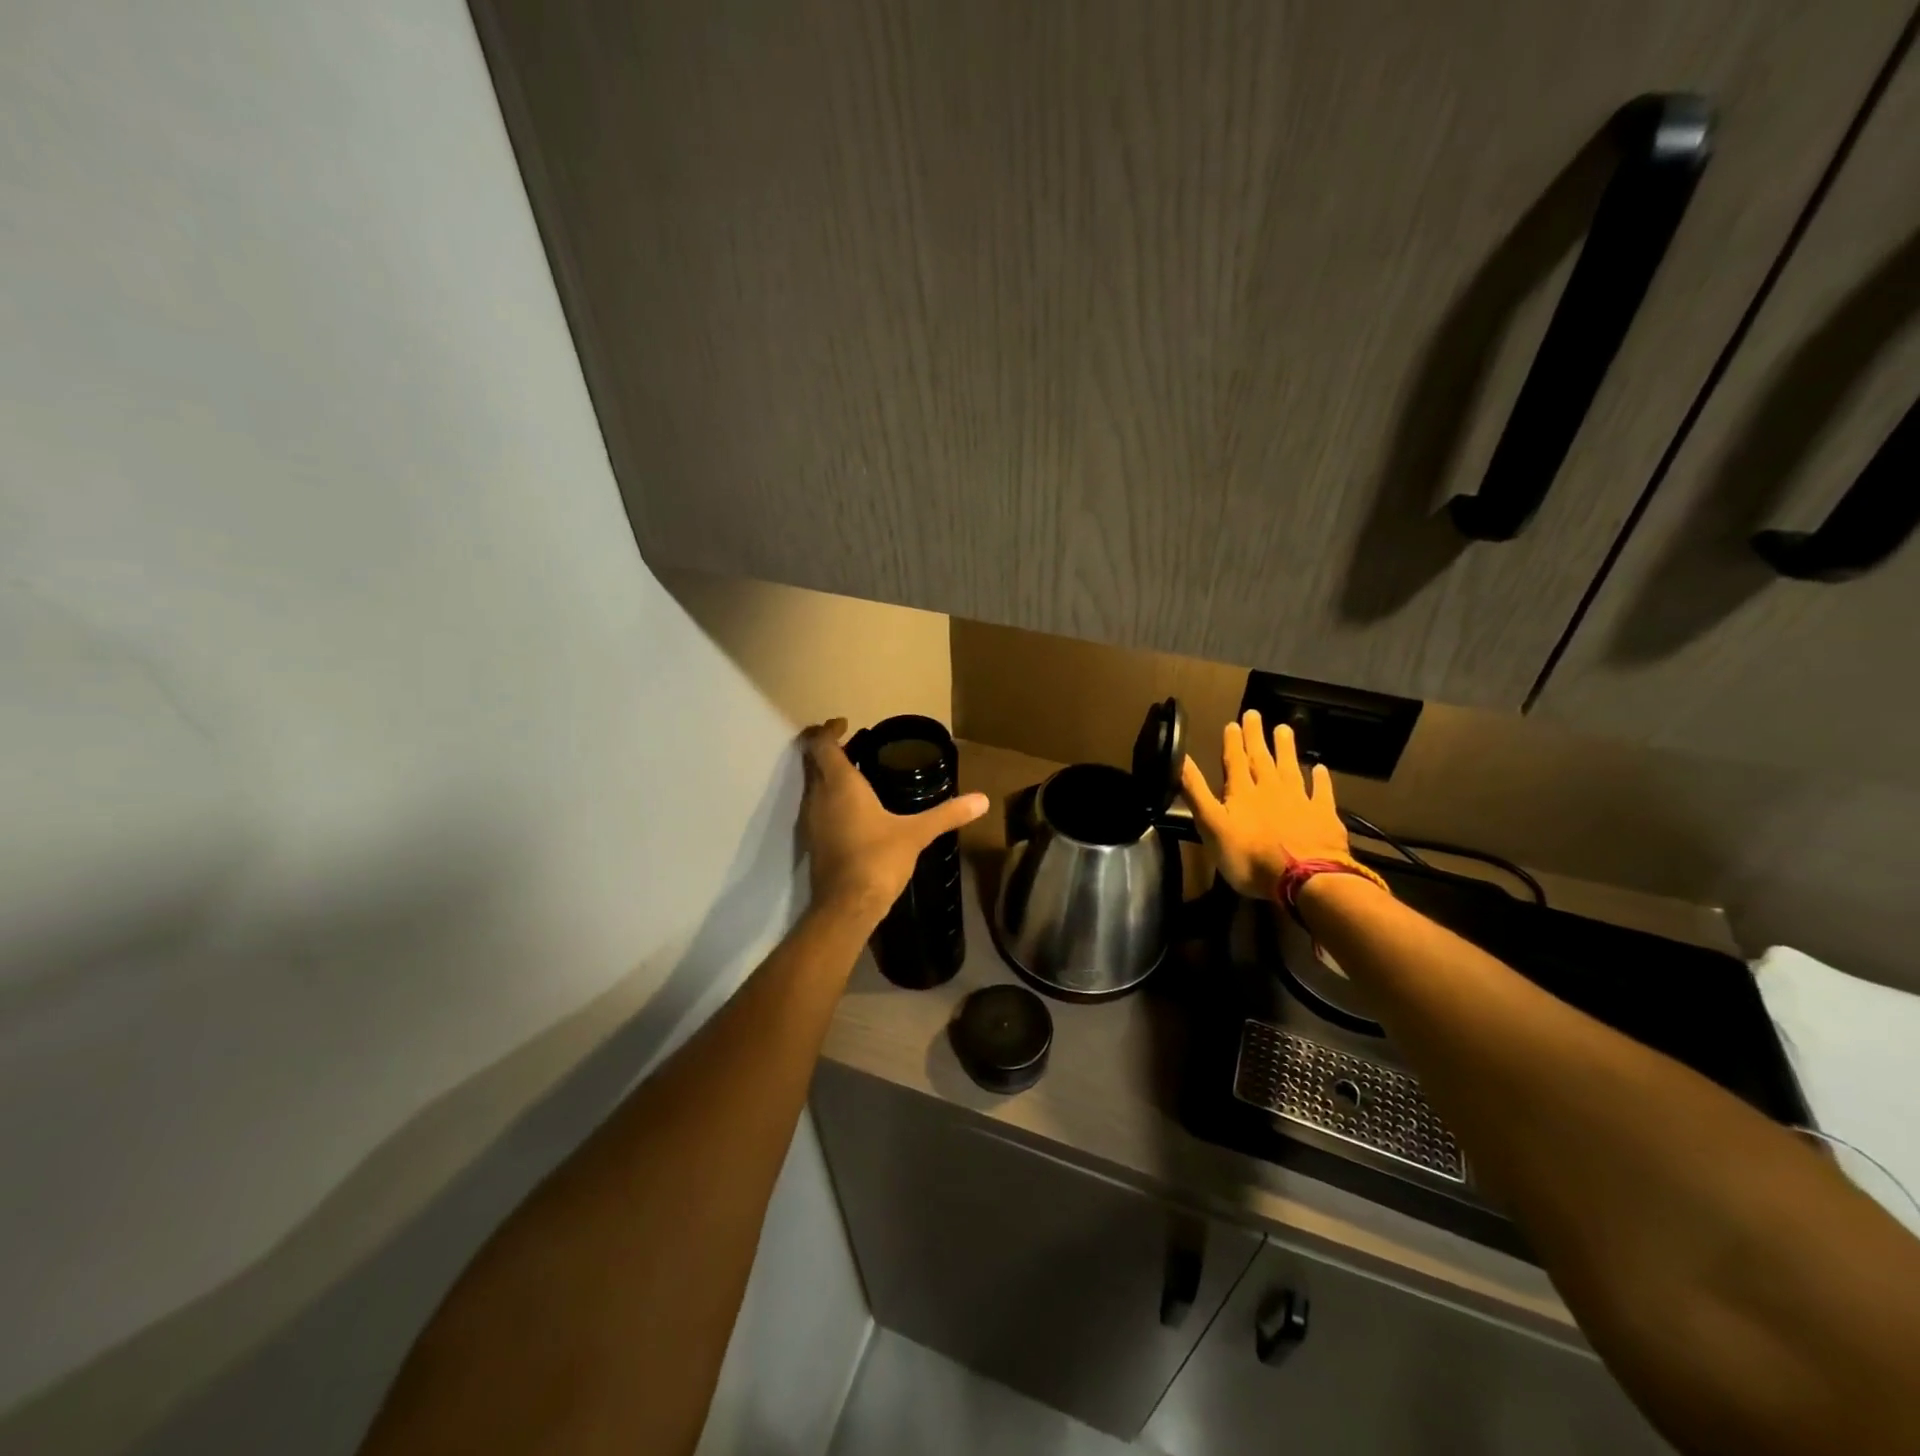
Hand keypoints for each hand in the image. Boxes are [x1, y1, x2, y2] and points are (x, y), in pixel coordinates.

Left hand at [799, 719, 988, 924]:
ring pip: (813, 785)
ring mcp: (811, 820)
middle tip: (855, 745)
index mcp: (840, 784)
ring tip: (857, 773)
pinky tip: (853, 809)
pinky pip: (816, 806)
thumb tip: (982, 800)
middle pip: (814, 761)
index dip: (829, 730)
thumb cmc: (878, 859)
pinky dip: (829, 797)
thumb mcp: (916, 834)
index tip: (846, 723)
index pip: (822, 744)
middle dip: (830, 749)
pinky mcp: (812, 841)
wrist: (847, 906)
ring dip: (828, 774)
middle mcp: (818, 796)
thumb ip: (947, 814)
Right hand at [1180, 710, 1349, 899]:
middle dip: (1256, 737)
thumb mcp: (1211, 826)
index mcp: (1242, 792)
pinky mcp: (1323, 816)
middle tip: (1255, 714)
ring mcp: (1299, 800)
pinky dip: (1320, 779)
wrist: (1303, 878)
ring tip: (1284, 728)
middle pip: (1262, 758)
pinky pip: (1321, 792)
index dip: (1233, 742)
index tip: (1233, 723)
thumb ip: (1196, 792)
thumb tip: (1180, 759)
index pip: (1235, 761)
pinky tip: (1319, 769)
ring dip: (1286, 748)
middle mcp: (1270, 789)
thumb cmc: (1249, 856)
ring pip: (1290, 768)